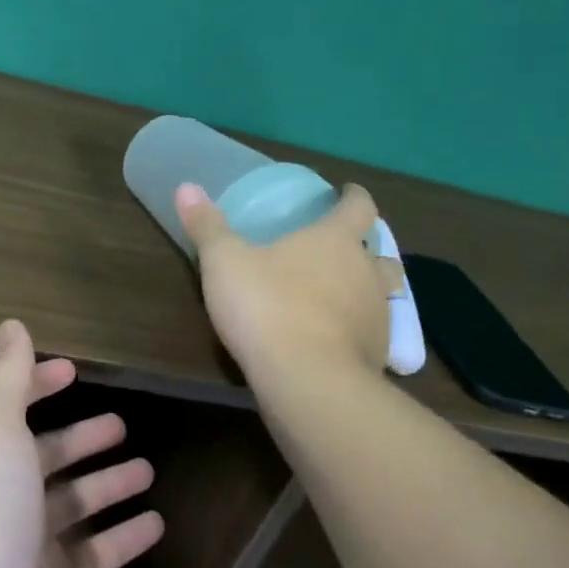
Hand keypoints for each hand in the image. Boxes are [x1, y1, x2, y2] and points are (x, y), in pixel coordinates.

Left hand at [0, 320, 164, 567]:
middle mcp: (0, 494)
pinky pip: (93, 556)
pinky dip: (122, 539)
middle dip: (82, 439)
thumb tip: (11, 324)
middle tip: (123, 425)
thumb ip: (7, 376)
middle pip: (47, 457)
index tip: (73, 370)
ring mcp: (23, 546)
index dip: (39, 385)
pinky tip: (157, 525)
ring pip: (74, 505)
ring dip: (108, 486)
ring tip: (149, 468)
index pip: (13, 407)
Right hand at [175, 181, 400, 380]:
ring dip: (365, 289)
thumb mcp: (224, 262)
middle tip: (340, 249)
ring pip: (381, 294)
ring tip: (339, 295)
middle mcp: (366, 272)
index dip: (354, 197)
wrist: (307, 380)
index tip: (347, 192)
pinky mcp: (377, 356)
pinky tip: (334, 339)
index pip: (359, 207)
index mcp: (336, 240)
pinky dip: (357, 330)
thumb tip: (187, 187)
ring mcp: (377, 316)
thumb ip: (208, 226)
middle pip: (379, 252)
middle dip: (364, 248)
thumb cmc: (267, 306)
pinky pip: (371, 333)